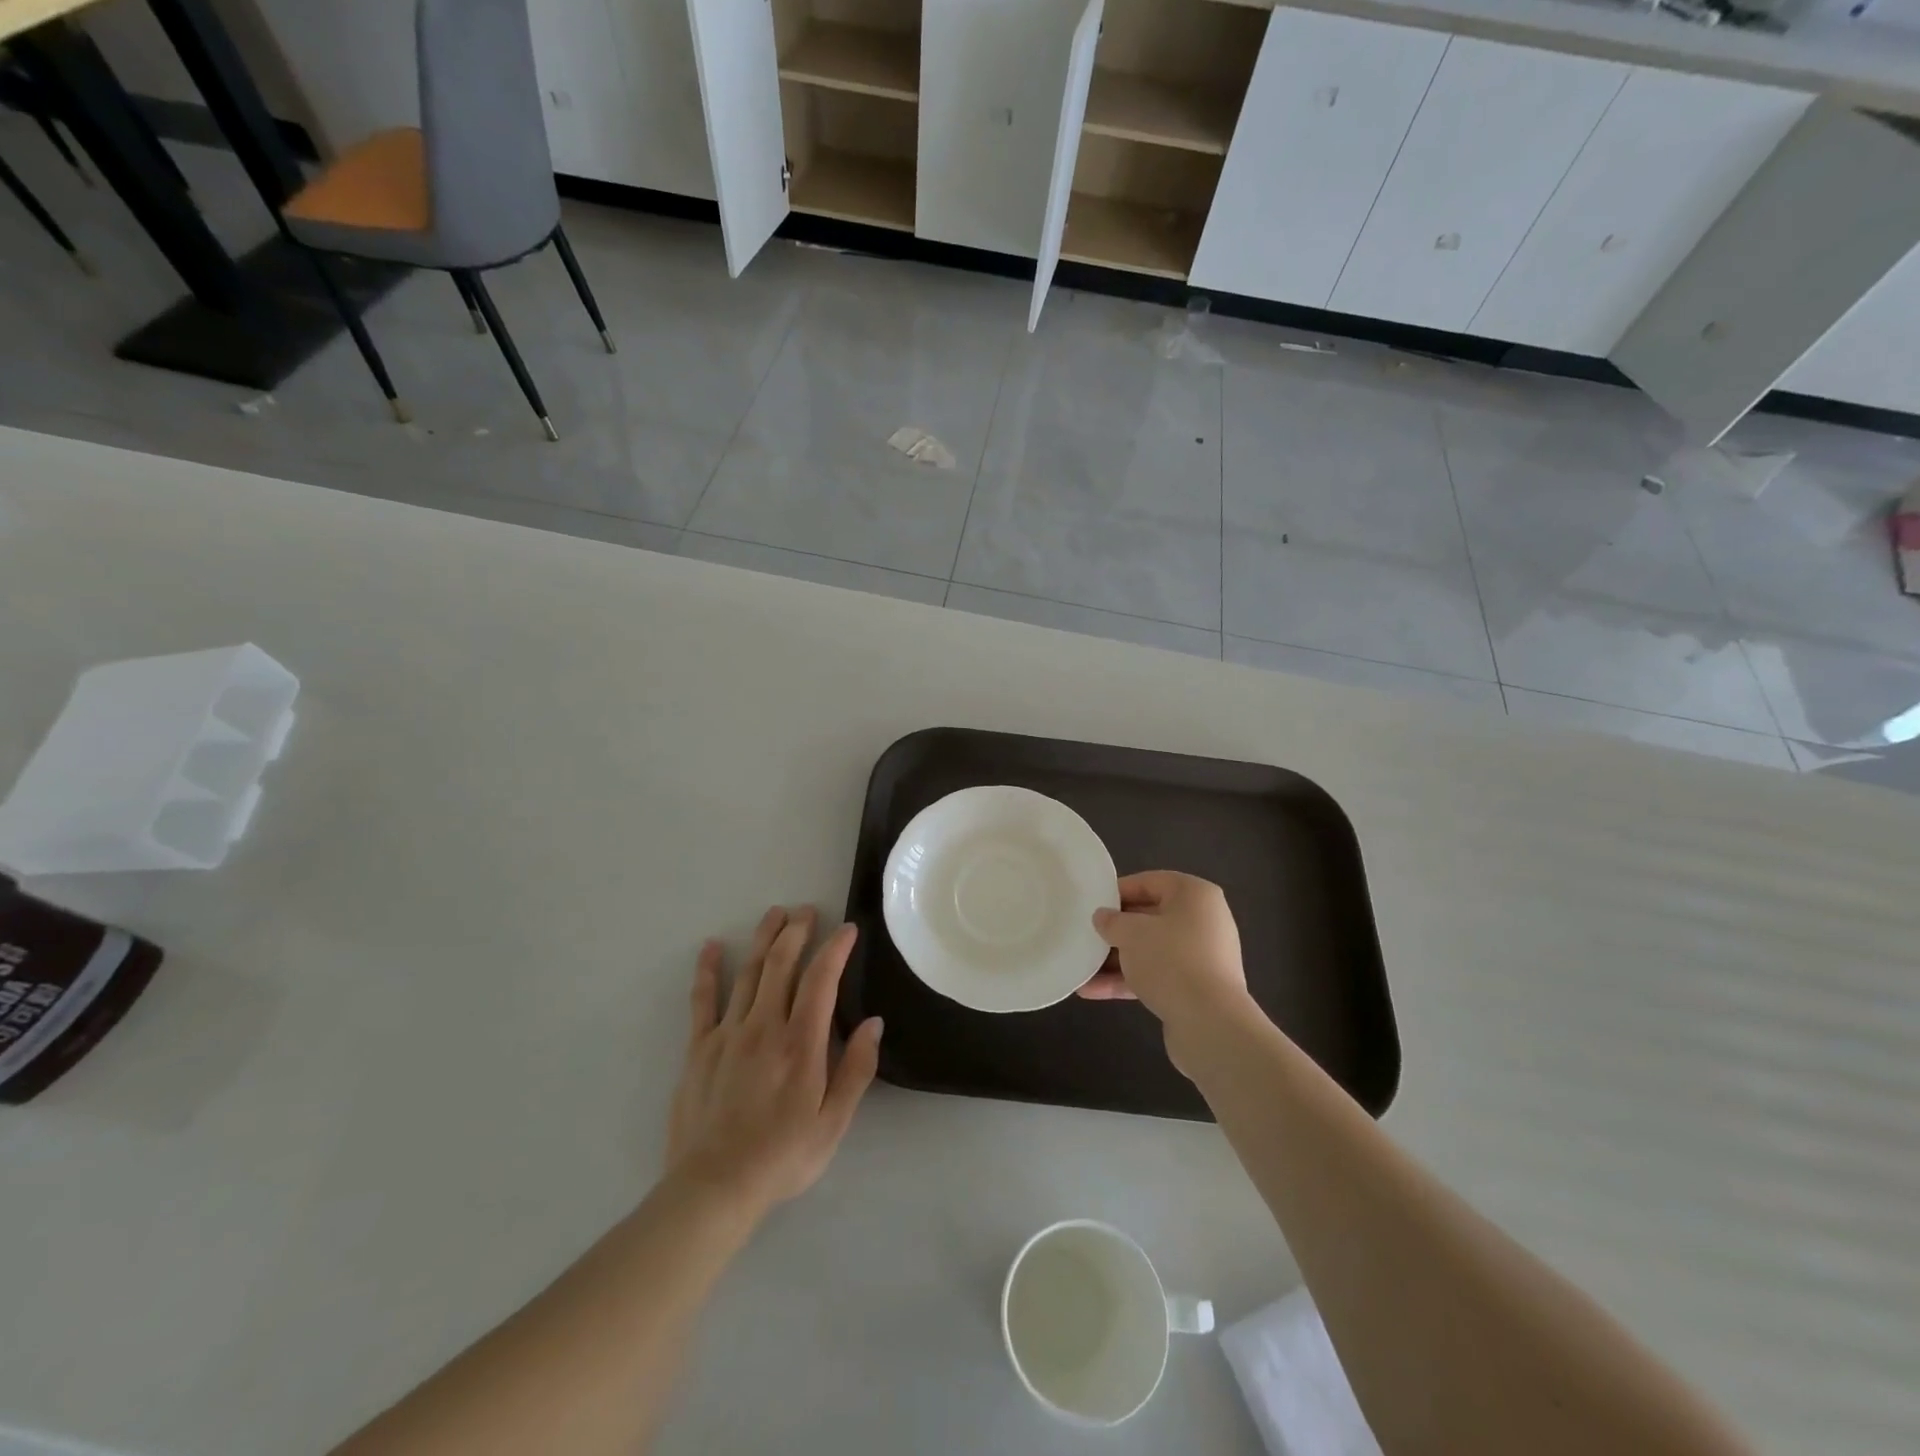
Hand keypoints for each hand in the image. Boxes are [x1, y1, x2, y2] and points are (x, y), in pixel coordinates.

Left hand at [666, 906, 882, 1216]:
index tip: (847, 929)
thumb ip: (857, 1069)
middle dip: (796, 931)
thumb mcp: (833, 1122)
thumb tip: (874, 1023)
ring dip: (763, 939)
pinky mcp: (699, 1048)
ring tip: (774, 914)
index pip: (821, 980)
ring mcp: (728, 1033)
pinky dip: (707, 970)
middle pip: (781, 964)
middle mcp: (765, 1026)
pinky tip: (710, 947)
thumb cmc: (782, 1157)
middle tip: (807, 911)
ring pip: (748, 972)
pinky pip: (703, 1000)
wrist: (714, 1188)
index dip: (835, 949)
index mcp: (801, 1043)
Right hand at [1078, 872, 1250, 1046]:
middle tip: (1086, 935)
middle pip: (1150, 918)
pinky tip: (1093, 991)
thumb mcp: (1131, 933)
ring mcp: (1201, 957)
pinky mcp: (1195, 988)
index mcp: (1194, 895)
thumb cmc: (1171, 960)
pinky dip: (1128, 980)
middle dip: (1116, 930)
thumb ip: (1112, 921)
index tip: (1092, 904)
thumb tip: (1103, 917)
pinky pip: (1157, 976)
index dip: (1118, 892)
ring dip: (1116, 960)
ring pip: (1151, 950)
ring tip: (1082, 968)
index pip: (1149, 882)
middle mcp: (1203, 921)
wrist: (1210, 1024)